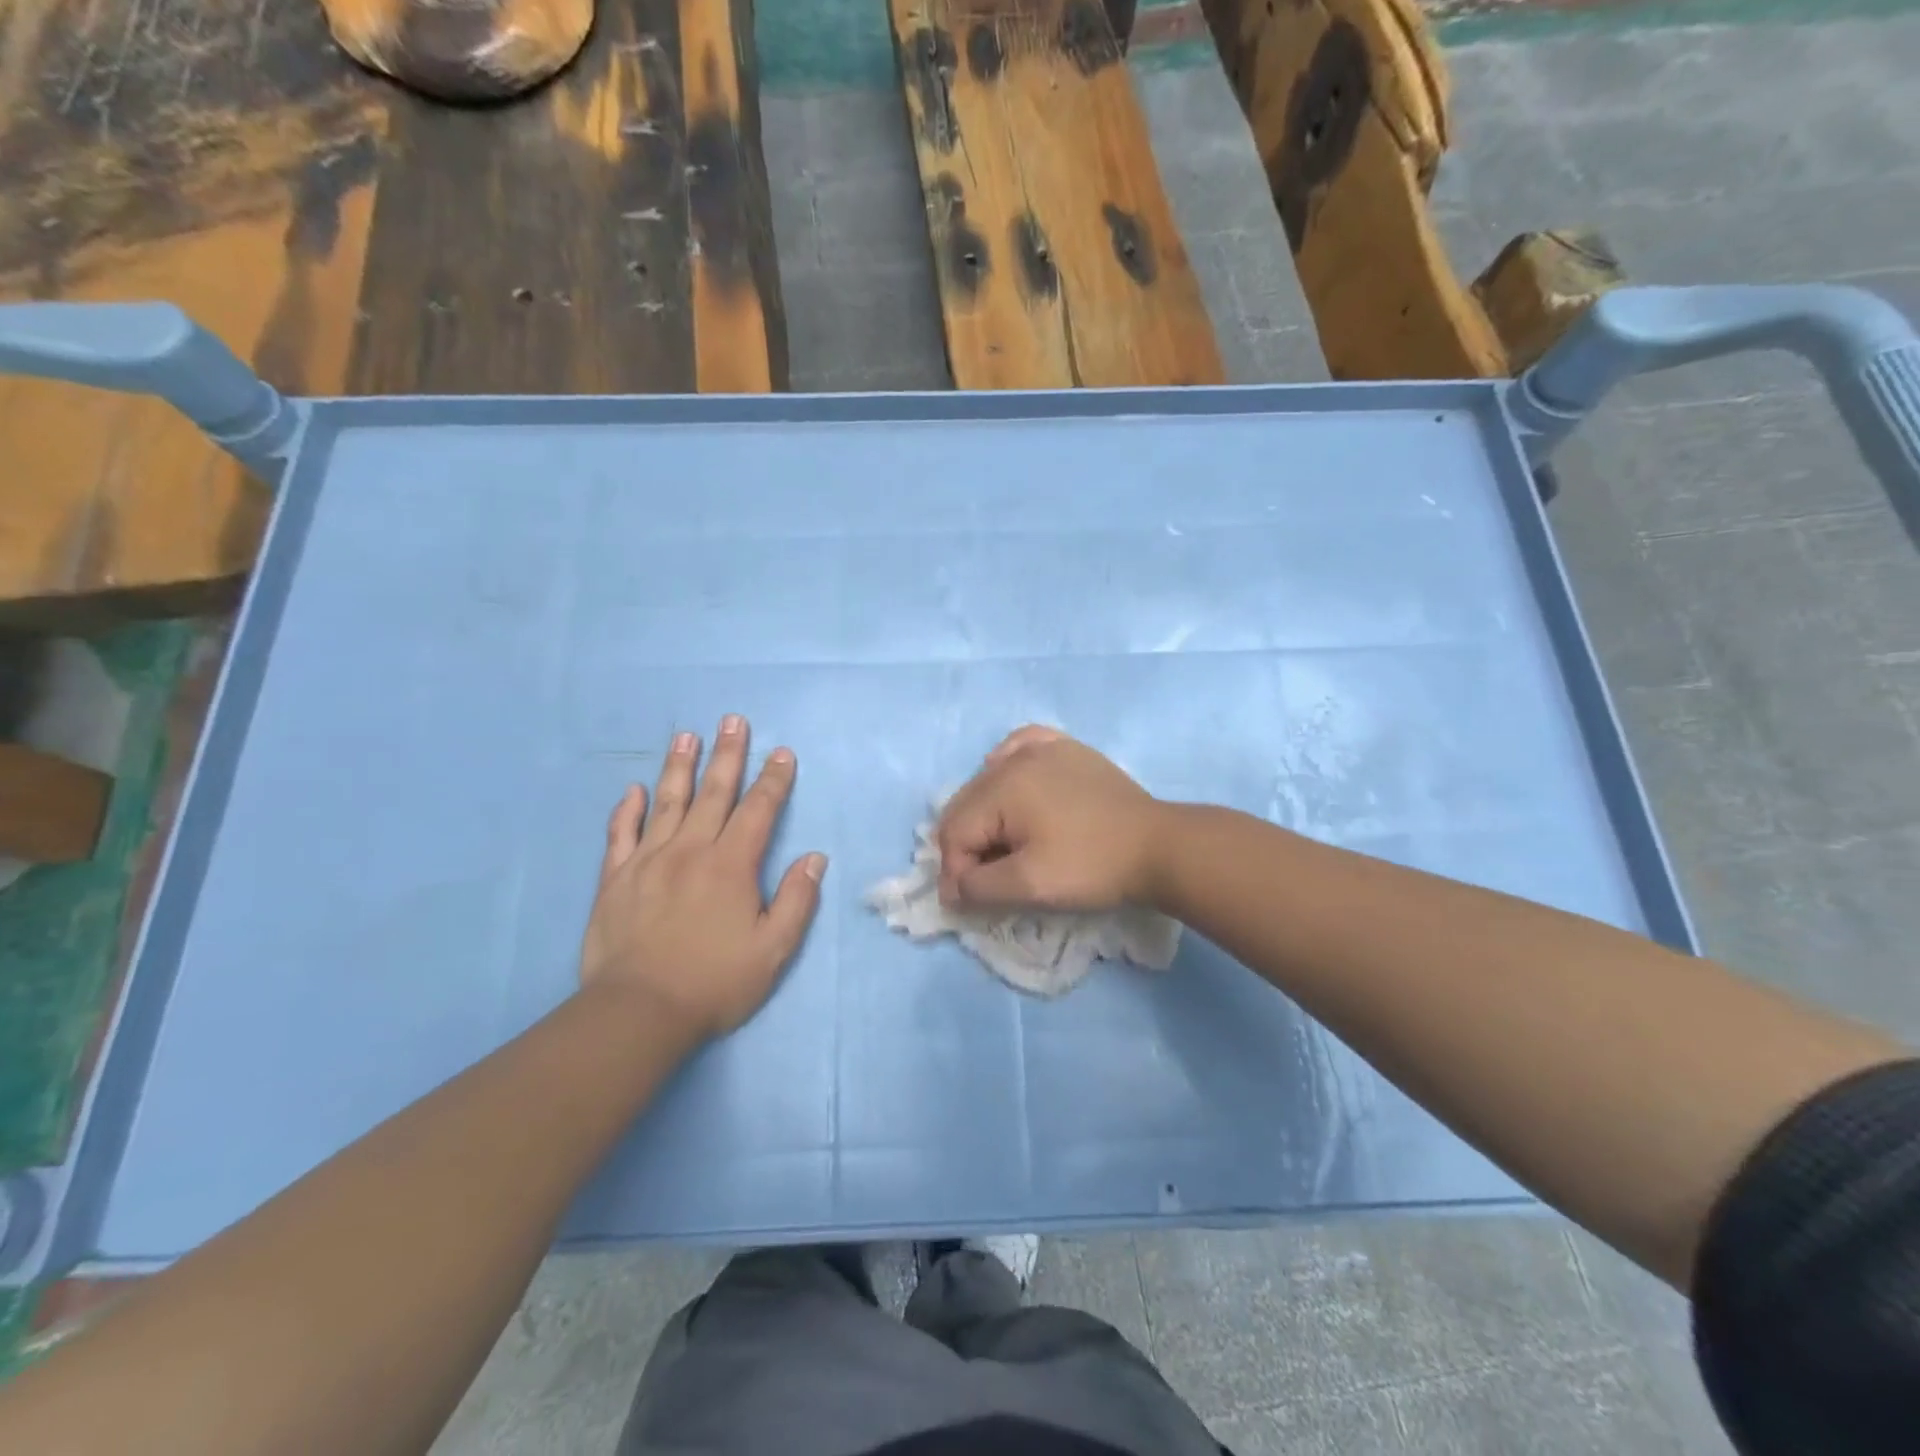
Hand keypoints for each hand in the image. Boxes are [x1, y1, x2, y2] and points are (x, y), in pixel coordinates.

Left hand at [581, 715, 826, 1043]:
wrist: (638, 1012)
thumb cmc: (714, 982)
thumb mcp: (773, 950)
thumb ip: (797, 900)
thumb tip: (814, 858)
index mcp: (731, 865)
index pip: (759, 810)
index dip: (773, 779)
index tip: (782, 753)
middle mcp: (690, 851)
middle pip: (713, 793)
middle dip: (727, 755)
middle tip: (733, 721)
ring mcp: (647, 861)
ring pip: (667, 802)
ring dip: (679, 766)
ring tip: (687, 735)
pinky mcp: (615, 880)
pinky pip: (620, 834)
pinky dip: (628, 810)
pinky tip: (634, 790)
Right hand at [936, 726, 1164, 912]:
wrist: (1159, 847)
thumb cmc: (1091, 867)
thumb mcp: (1029, 886)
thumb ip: (978, 888)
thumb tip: (951, 889)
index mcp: (1001, 786)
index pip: (954, 831)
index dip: (956, 872)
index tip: (970, 904)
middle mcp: (1014, 758)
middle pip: (967, 804)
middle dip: (967, 846)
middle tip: (985, 881)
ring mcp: (1043, 747)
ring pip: (989, 780)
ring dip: (984, 816)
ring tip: (1001, 847)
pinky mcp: (1067, 749)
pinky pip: (1019, 747)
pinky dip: (1006, 767)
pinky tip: (1012, 785)